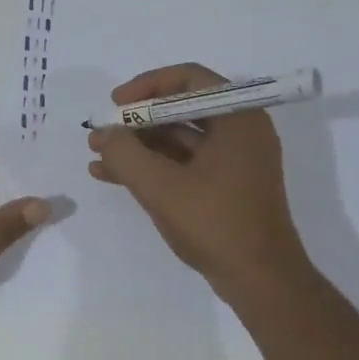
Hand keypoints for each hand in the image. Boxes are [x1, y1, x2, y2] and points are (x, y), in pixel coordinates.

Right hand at [87, 63, 309, 293]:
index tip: (116, 104)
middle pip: (182, 109)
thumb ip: (126, 154)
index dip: (147, 86)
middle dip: (138, 121)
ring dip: (140, 146)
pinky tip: (114, 177)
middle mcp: (241, 131)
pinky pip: (185, 165)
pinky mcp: (227, 187)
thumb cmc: (216, 224)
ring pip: (180, 140)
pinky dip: (154, 168)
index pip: (189, 79)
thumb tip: (103, 133)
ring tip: (98, 156)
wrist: (260, 280)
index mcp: (238, 118)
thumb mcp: (161, 187)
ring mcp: (236, 161)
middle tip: (102, 133)